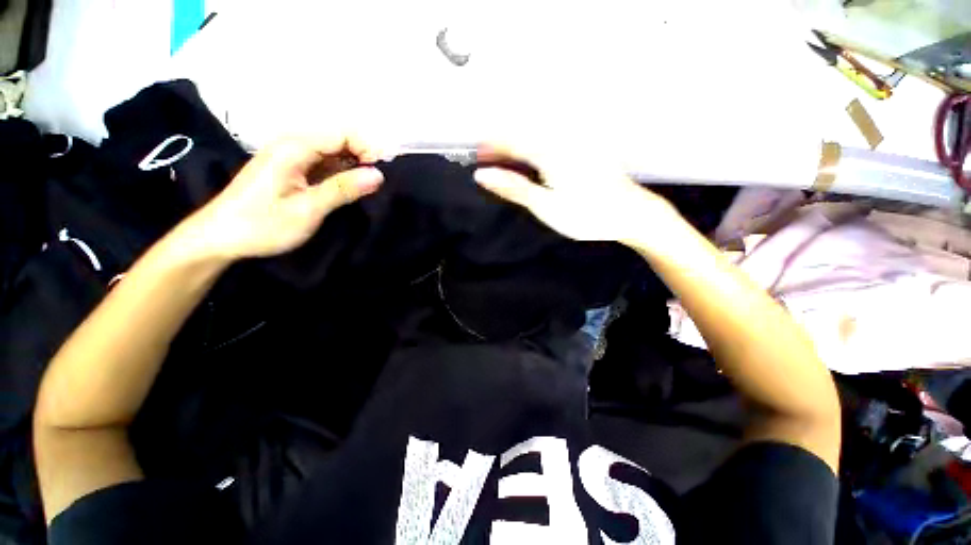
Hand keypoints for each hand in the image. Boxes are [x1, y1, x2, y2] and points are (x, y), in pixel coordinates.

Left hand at [181, 135, 383, 259]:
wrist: (219, 237)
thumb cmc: (261, 225)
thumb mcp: (307, 210)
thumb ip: (343, 189)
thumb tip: (378, 175)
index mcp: (294, 148)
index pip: (342, 133)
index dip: (368, 148)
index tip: (384, 172)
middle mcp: (293, 144)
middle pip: (339, 138)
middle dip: (364, 155)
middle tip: (379, 182)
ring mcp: (292, 156)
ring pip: (333, 150)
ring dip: (355, 164)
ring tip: (369, 187)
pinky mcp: (292, 168)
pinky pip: (325, 162)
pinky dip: (342, 172)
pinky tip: (350, 187)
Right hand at [473, 142, 677, 244]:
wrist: (629, 213)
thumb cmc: (586, 214)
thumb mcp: (545, 206)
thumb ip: (514, 188)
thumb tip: (482, 175)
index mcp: (550, 152)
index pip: (511, 141)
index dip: (491, 147)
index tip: (476, 156)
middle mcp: (562, 139)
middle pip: (523, 135)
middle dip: (502, 145)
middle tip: (487, 161)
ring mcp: (575, 141)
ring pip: (537, 136)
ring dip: (517, 147)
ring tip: (505, 162)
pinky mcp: (584, 148)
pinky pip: (551, 141)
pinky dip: (535, 150)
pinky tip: (531, 161)